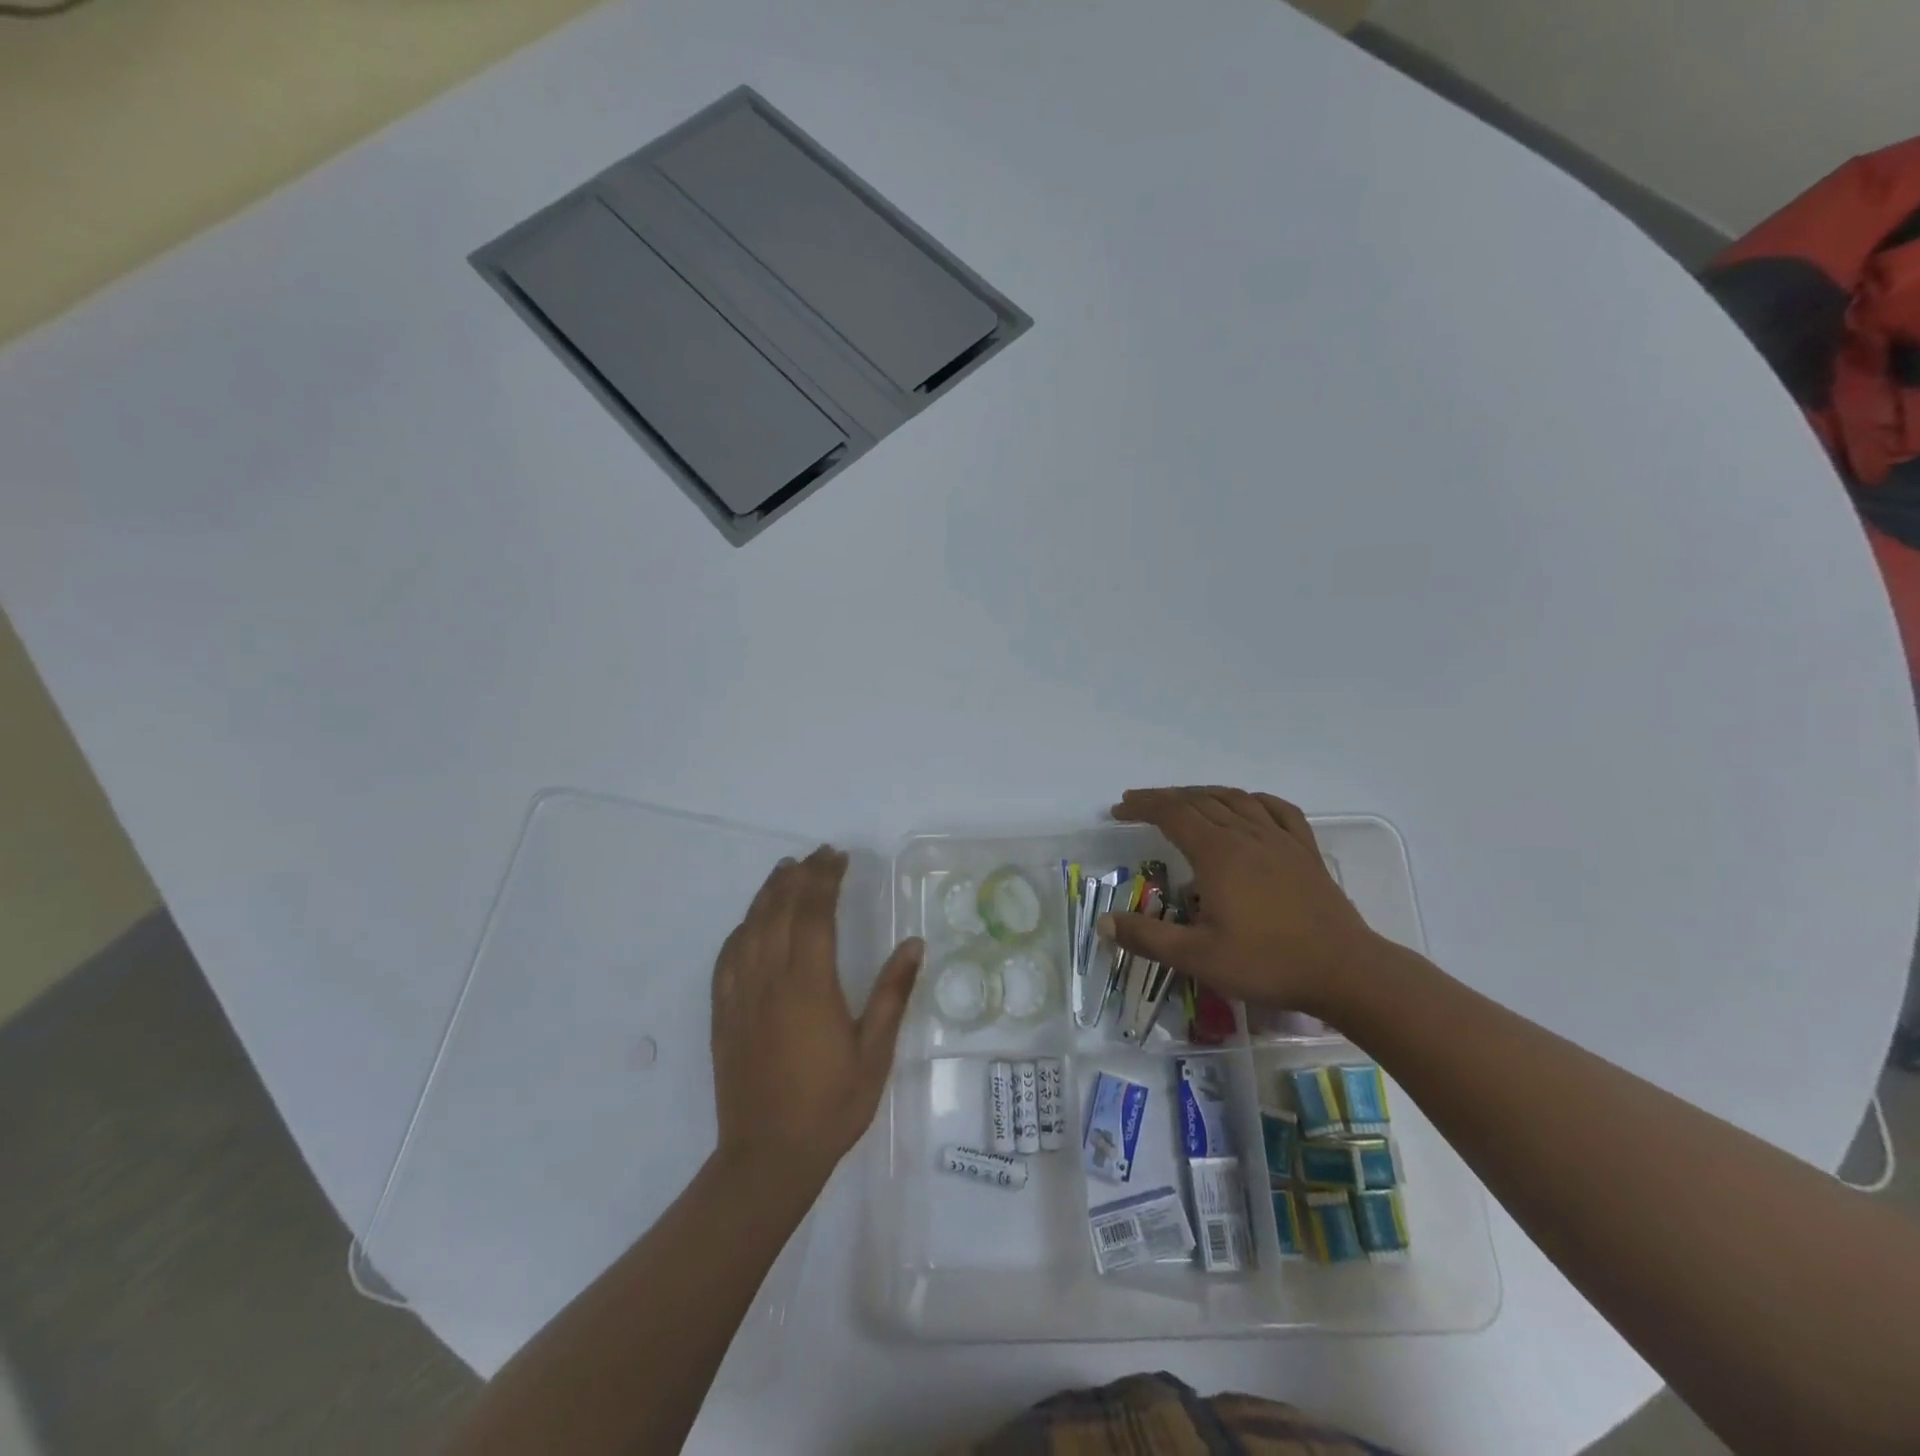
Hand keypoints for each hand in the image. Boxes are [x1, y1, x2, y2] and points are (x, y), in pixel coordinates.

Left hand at [710, 846, 923, 1187]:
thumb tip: (914, 944)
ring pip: (750, 927)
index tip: (838, 857)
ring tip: (785, 870)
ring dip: (768, 893)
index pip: (814, 913)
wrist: (767, 1157)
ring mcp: (740, 995)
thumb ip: (893, 993)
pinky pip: (728, 956)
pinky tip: (750, 923)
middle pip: (780, 910)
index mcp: (809, 985)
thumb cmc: (831, 1105)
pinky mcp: (723, 1013)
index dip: (825, 879)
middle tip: (818, 855)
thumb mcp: (874, 1052)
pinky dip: (742, 928)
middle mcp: (769, 979)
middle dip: (800, 876)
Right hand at [1098, 787, 1385, 1013]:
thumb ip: (1148, 938)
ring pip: (1235, 799)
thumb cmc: (1267, 963)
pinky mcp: (1305, 852)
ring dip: (1203, 794)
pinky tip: (1248, 804)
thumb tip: (1104, 923)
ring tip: (1184, 801)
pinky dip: (1253, 800)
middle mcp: (1246, 835)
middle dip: (1165, 799)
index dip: (1142, 807)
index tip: (1119, 810)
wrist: (1345, 972)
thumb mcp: (1198, 957)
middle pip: (1200, 801)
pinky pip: (1278, 810)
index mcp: (1218, 853)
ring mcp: (1280, 840)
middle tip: (1139, 805)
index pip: (1171, 813)